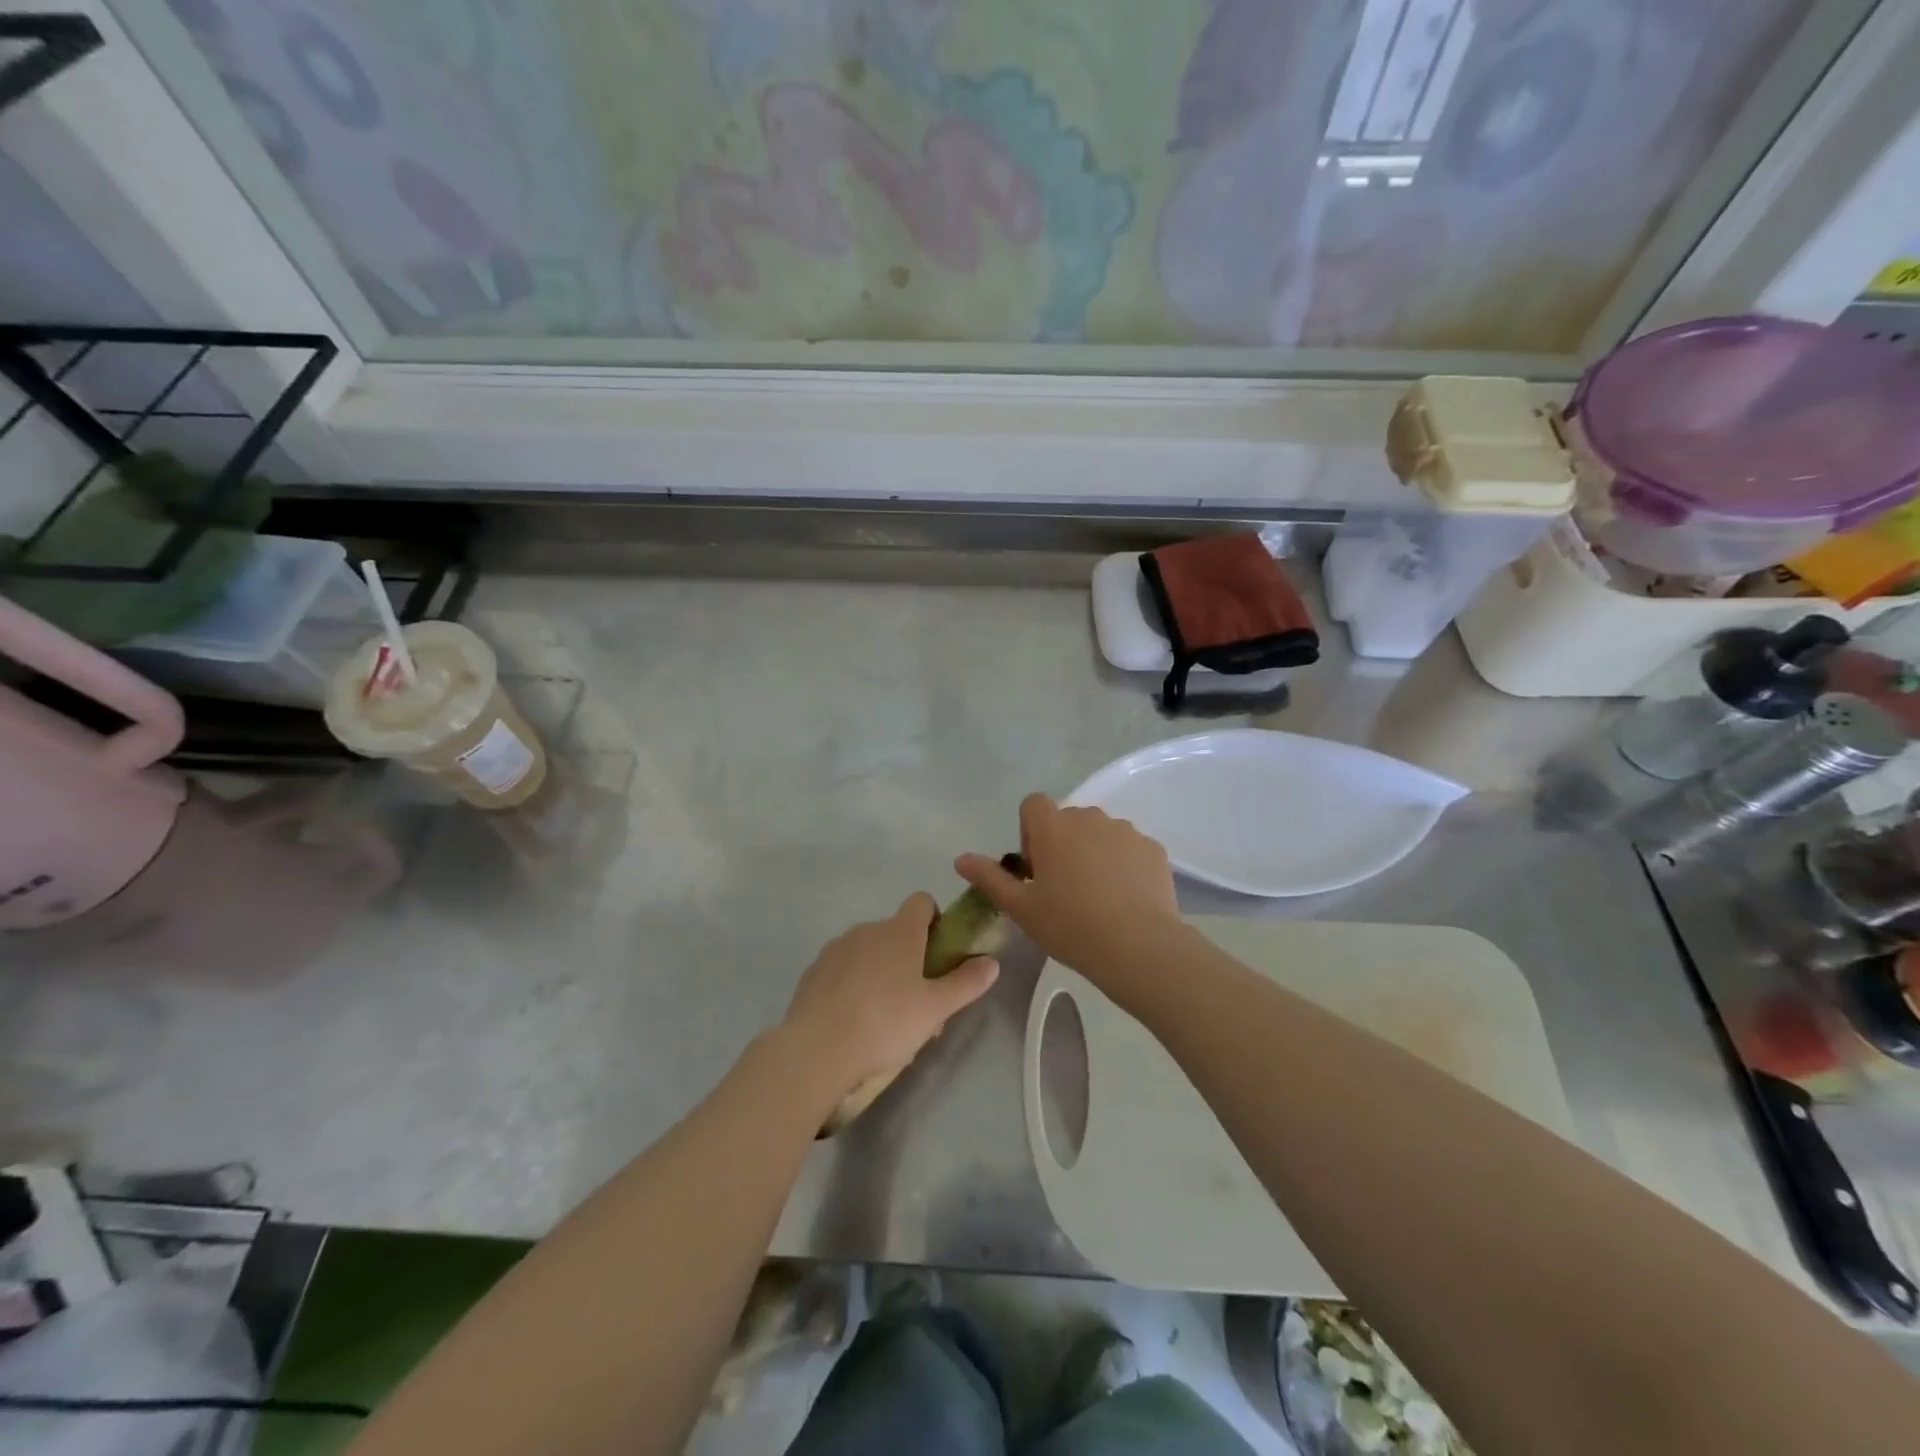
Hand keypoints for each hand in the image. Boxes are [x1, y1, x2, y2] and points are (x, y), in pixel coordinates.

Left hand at [782, 893, 999, 1097]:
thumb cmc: (885, 1022)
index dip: (935, 921)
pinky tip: (853, 1019)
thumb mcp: (936, 1008)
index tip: (938, 953)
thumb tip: (992, 962)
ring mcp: (836, 948)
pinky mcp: (814, 970)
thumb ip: (966, 983)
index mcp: (900, 931)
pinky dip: (852, 983)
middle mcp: (867, 929)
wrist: (817, 1048)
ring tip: (883, 1016)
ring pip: (868, 950)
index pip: (922, 902)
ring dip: (880, 970)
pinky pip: (842, 967)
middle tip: (917, 999)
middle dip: (909, 956)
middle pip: (896, 931)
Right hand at [956, 794, 1180, 977]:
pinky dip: (1123, 865)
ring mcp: (1125, 831)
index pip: (1033, 805)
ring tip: (1097, 897)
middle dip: (1062, 844)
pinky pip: (1129, 849)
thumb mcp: (1020, 908)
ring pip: (1100, 833)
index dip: (1030, 832)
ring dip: (1093, 853)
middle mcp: (1089, 818)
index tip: (1036, 869)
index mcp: (1053, 827)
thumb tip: (961, 858)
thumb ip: (989, 878)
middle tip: (1063, 889)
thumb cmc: (1069, 926)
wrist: (1137, 947)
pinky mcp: (1153, 849)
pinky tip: (1125, 900)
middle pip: (1067, 820)